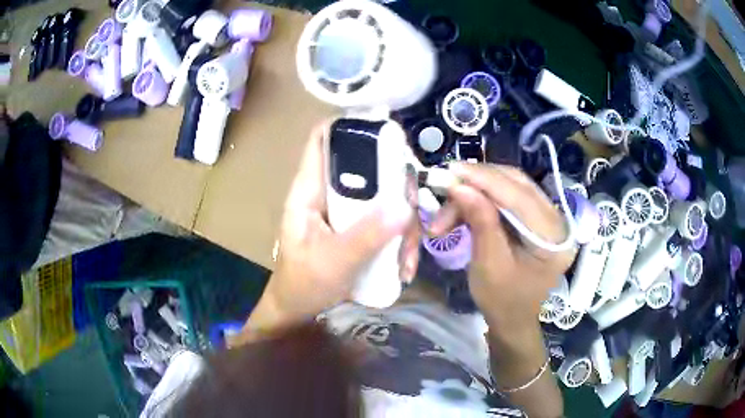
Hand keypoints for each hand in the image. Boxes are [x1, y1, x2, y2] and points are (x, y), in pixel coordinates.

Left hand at [242, 123, 419, 337]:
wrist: (298, 310)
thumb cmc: (304, 284)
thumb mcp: (334, 262)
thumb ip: (367, 235)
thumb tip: (405, 206)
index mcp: (309, 190)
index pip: (322, 139)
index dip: (349, 123)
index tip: (386, 130)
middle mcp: (328, 192)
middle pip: (366, 165)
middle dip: (395, 185)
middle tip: (411, 214)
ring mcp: (344, 210)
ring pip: (382, 195)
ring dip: (402, 223)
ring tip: (407, 259)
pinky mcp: (356, 226)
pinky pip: (384, 219)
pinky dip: (398, 239)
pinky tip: (403, 266)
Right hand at [429, 163, 575, 338]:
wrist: (514, 319)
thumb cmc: (502, 301)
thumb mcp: (489, 266)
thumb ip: (481, 222)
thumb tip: (460, 186)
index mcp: (554, 238)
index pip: (520, 197)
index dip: (485, 179)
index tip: (451, 170)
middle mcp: (558, 220)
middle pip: (517, 184)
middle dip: (478, 182)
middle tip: (446, 186)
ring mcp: (549, 216)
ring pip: (511, 185)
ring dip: (478, 189)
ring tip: (450, 203)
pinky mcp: (537, 217)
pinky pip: (510, 195)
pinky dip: (485, 197)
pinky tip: (465, 205)